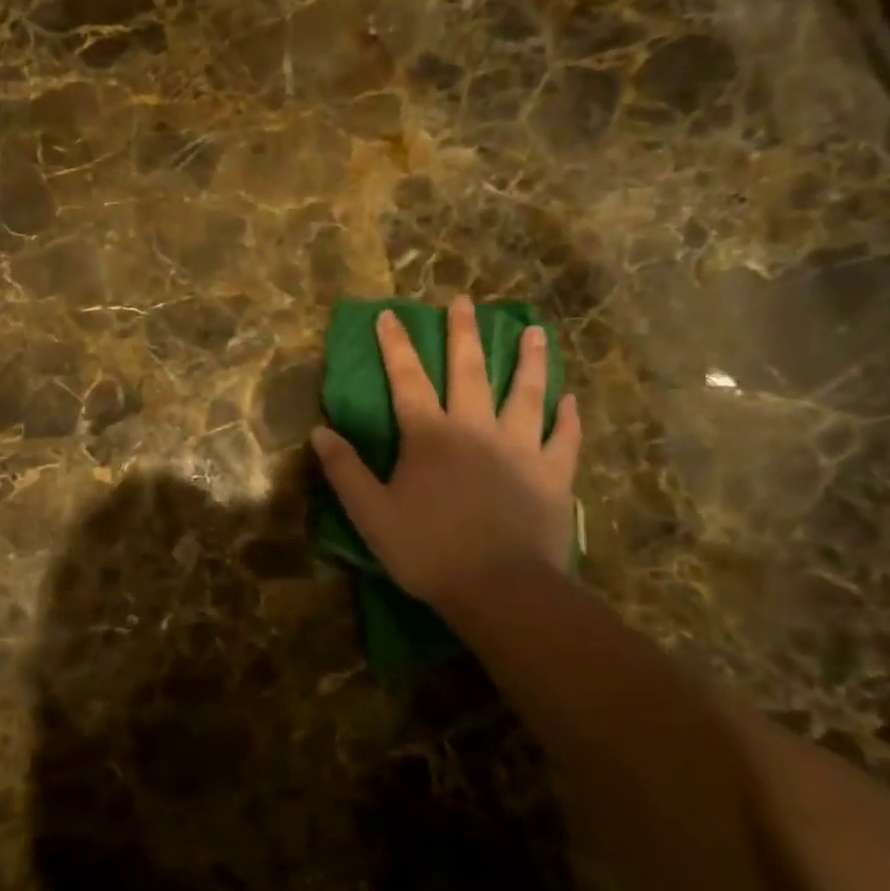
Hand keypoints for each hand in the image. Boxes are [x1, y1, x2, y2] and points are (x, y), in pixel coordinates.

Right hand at [310, 295, 580, 617]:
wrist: (501, 589)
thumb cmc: (429, 551)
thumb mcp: (371, 515)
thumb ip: (345, 471)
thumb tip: (319, 432)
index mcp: (430, 436)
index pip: (407, 380)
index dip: (396, 346)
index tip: (390, 315)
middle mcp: (476, 428)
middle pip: (470, 370)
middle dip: (463, 333)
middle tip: (464, 301)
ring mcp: (520, 447)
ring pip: (526, 392)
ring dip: (529, 360)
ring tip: (535, 332)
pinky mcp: (553, 473)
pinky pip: (563, 437)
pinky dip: (567, 417)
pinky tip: (569, 399)